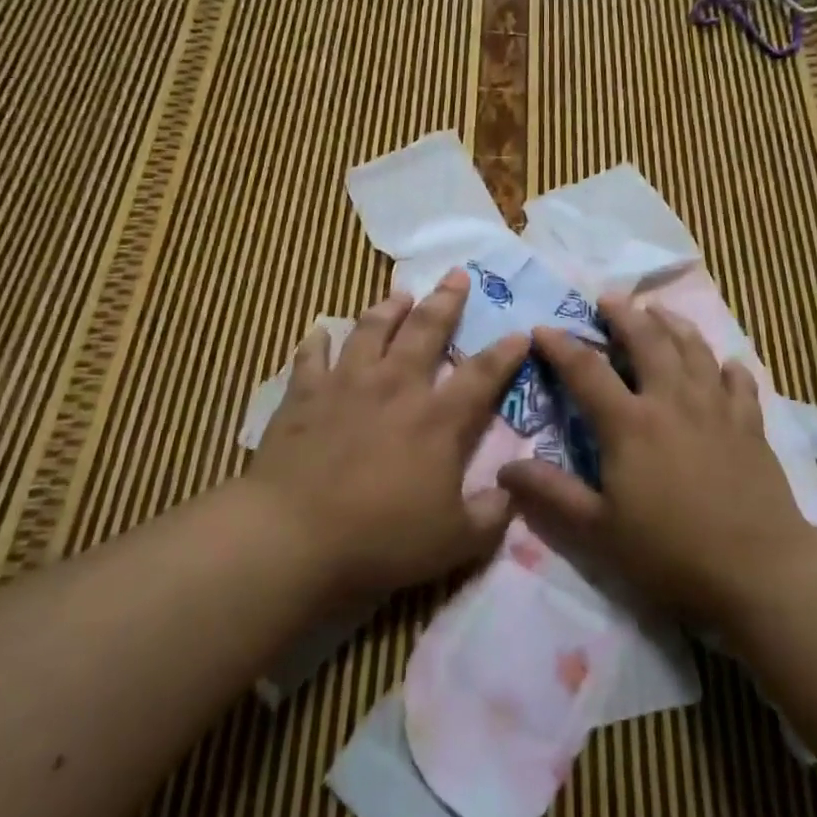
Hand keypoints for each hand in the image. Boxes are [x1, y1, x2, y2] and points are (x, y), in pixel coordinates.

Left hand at [249, 268, 528, 599]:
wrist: (295, 536)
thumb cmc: (382, 539)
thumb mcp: (455, 542)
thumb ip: (491, 515)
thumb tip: (512, 493)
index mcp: (438, 419)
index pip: (483, 374)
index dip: (506, 352)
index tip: (521, 332)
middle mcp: (396, 386)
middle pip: (426, 330)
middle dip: (446, 300)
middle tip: (456, 275)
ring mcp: (347, 384)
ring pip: (371, 330)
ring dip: (388, 309)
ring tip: (399, 294)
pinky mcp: (304, 395)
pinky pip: (312, 356)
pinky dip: (318, 340)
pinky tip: (321, 329)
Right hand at [498, 296, 813, 626]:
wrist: (759, 571)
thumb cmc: (670, 553)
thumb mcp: (598, 531)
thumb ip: (551, 494)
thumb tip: (504, 470)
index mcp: (630, 424)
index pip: (586, 371)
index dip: (561, 346)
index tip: (541, 329)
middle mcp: (672, 401)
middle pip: (647, 341)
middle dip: (624, 315)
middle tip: (608, 298)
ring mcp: (716, 408)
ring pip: (694, 349)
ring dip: (673, 324)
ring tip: (658, 310)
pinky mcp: (750, 425)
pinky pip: (739, 382)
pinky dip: (727, 366)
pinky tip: (724, 363)